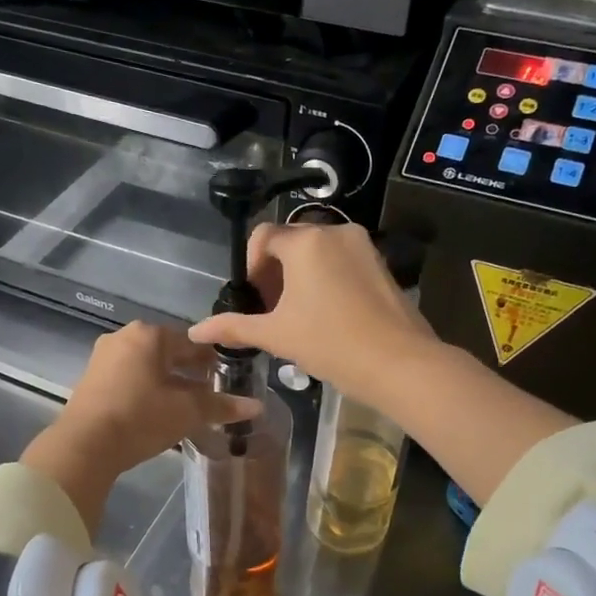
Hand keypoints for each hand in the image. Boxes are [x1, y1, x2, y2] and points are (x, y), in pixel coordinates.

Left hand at [22, 322, 257, 534]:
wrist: (84, 446)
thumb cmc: (141, 418)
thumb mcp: (187, 411)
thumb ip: (221, 405)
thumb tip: (257, 406)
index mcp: (149, 334)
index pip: (192, 341)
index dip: (213, 359)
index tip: (227, 377)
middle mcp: (124, 338)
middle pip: (168, 352)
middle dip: (189, 371)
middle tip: (210, 393)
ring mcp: (103, 358)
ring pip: (147, 366)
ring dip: (168, 382)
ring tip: (187, 406)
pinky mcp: (91, 380)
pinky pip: (129, 378)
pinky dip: (147, 390)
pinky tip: (157, 411)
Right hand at [188, 223, 436, 408]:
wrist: (399, 364)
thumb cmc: (330, 343)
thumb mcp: (276, 335)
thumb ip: (234, 327)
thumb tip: (195, 330)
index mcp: (306, 242)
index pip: (263, 237)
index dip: (251, 268)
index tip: (256, 300)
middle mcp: (335, 231)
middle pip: (291, 243)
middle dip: (276, 273)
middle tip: (275, 312)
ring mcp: (363, 246)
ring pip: (318, 253)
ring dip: (301, 278)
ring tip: (301, 317)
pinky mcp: (382, 264)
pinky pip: (342, 262)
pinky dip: (327, 280)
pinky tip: (330, 317)